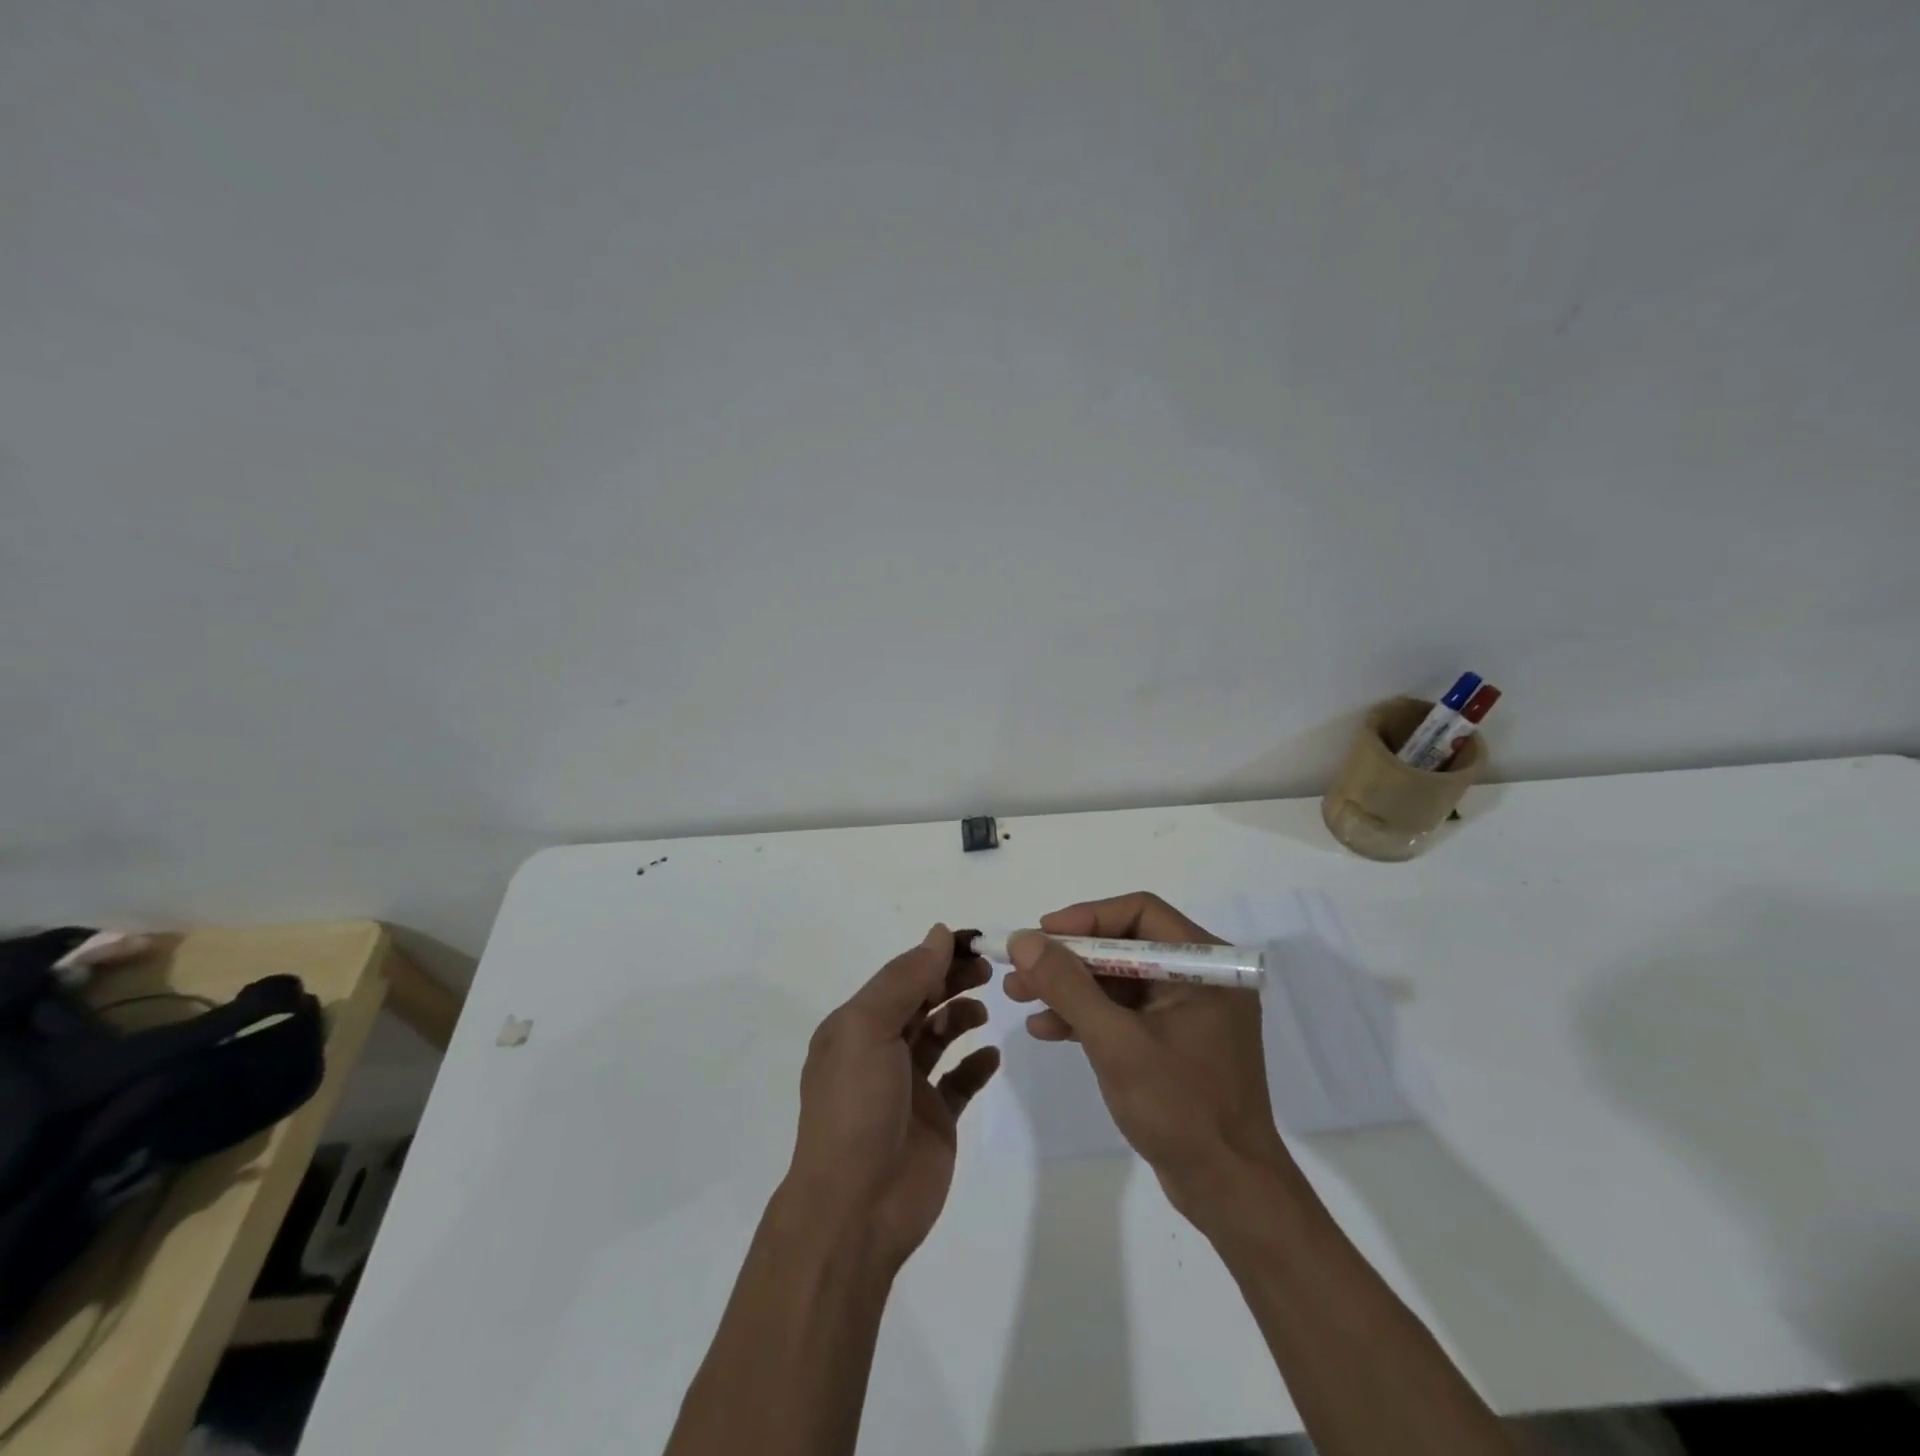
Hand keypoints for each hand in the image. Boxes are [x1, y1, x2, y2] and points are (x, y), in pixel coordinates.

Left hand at [786, 925, 999, 1269]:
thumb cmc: (856, 1108)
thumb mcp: (868, 1029)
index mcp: (857, 1025)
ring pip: (939, 1035)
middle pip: (922, 1000)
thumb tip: (939, 933)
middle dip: (952, 979)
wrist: (856, 1209)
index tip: (973, 941)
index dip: (935, 955)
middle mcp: (880, 1049)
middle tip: (988, 969)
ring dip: (962, 1014)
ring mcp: (909, 1086)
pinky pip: (960, 1080)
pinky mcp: (935, 1118)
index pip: (901, 976)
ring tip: (983, 1009)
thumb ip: (905, 979)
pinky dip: (976, 1063)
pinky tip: (991, 1055)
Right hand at [1004, 892, 1291, 1226]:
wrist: (1228, 1192)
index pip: (1139, 912)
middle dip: (1068, 958)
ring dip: (1069, 987)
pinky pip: (1124, 1012)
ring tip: (1018, 997)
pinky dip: (1086, 1016)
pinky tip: (1047, 1029)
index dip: (1086, 918)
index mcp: (1204, 964)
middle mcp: (1199, 977)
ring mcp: (1186, 1010)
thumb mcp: (1115, 1042)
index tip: (1042, 935)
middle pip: (1123, 946)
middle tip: (1020, 969)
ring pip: (1117, 980)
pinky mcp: (1173, 1041)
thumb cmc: (1180, 1108)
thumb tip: (1024, 939)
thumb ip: (1068, 986)